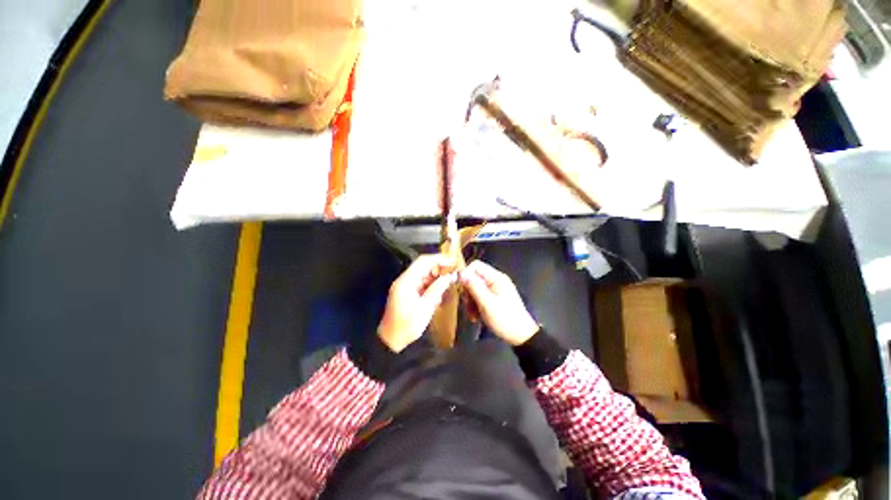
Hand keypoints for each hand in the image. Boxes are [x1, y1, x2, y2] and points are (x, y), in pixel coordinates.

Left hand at [377, 254, 457, 352]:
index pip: (423, 262)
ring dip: (437, 278)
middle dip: (440, 269)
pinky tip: (440, 293)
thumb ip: (437, 289)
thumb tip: (450, 277)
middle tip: (454, 274)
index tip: (453, 261)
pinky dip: (432, 287)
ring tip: (450, 283)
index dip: (439, 259)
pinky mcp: (408, 294)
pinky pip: (423, 285)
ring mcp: (406, 287)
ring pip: (424, 276)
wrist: (391, 341)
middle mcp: (405, 281)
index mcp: (406, 281)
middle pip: (424, 267)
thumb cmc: (406, 326)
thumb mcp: (425, 308)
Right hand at [460, 261, 539, 345]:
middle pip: (474, 278)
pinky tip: (476, 317)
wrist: (521, 336)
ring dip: (470, 302)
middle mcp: (495, 280)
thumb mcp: (487, 303)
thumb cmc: (505, 319)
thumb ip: (474, 287)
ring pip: (475, 289)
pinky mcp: (495, 298)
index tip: (461, 289)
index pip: (476, 266)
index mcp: (496, 278)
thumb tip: (461, 272)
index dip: (466, 275)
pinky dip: (475, 306)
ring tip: (472, 315)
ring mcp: (495, 290)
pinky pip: (480, 297)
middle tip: (467, 306)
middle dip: (468, 292)